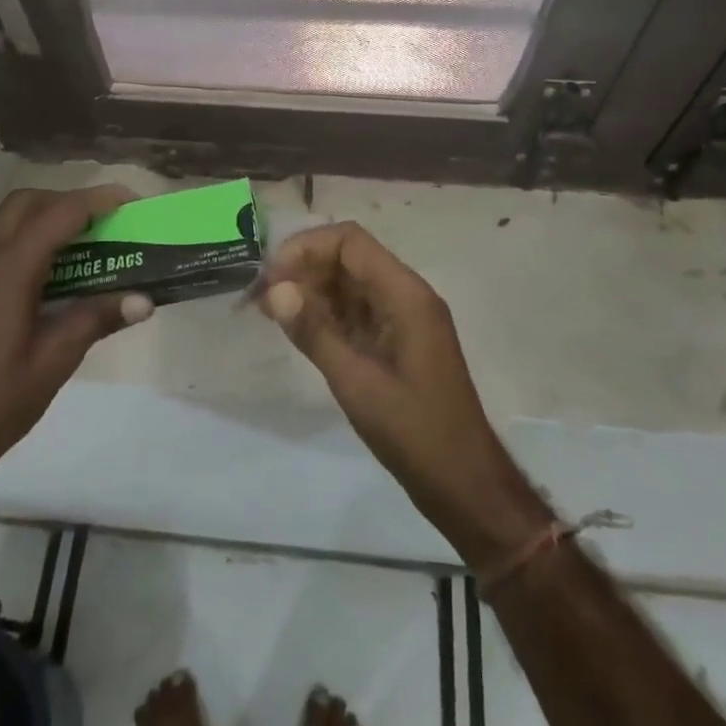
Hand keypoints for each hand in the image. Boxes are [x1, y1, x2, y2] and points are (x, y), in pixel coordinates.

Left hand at [0, 186, 153, 498]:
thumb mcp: (55, 361)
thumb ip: (97, 319)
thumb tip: (144, 300)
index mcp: (9, 270)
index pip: (59, 214)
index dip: (98, 201)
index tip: (132, 201)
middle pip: (28, 202)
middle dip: (69, 200)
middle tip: (105, 222)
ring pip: (8, 216)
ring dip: (46, 214)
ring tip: (83, 240)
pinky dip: (28, 233)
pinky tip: (51, 268)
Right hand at [262, 223, 549, 568]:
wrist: (464, 484)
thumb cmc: (415, 432)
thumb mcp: (357, 382)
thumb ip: (315, 332)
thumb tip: (275, 290)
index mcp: (405, 295)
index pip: (350, 242)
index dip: (306, 248)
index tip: (270, 277)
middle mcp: (406, 296)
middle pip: (348, 258)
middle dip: (303, 268)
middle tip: (261, 296)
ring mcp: (403, 319)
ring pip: (350, 284)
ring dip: (311, 290)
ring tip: (269, 310)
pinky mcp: (397, 342)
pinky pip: (357, 312)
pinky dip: (326, 313)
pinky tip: (297, 328)